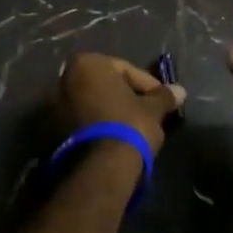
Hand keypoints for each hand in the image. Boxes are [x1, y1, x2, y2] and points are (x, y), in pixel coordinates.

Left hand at [53, 53, 184, 154]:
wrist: (101, 168)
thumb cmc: (128, 125)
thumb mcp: (152, 109)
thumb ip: (163, 96)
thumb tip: (180, 91)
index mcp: (88, 63)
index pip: (126, 70)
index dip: (148, 85)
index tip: (162, 101)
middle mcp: (65, 78)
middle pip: (106, 85)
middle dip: (127, 97)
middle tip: (149, 112)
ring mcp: (55, 105)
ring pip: (93, 103)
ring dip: (112, 112)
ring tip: (134, 128)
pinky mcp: (52, 131)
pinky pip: (83, 121)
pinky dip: (98, 125)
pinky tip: (116, 139)